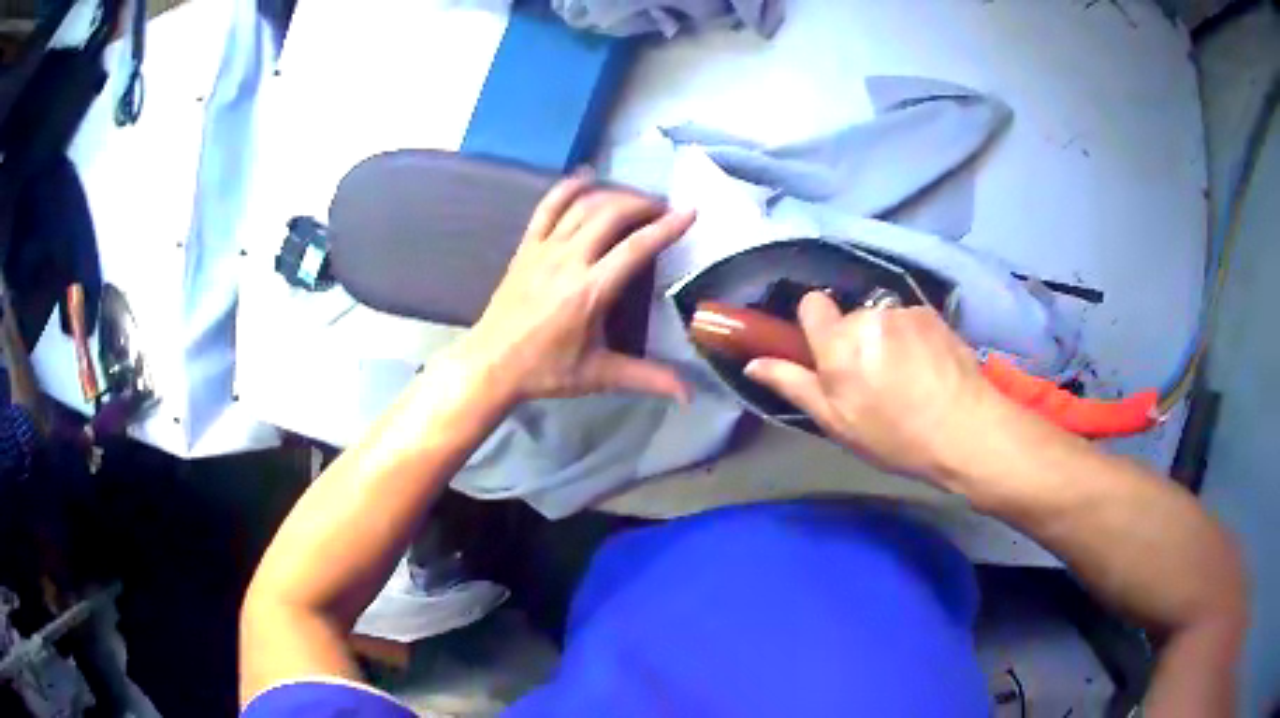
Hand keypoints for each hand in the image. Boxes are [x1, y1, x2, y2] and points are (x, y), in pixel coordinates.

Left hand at [464, 171, 695, 401]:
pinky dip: (568, 188)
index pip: (636, 248)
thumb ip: (648, 378)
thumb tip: (690, 394)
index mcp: (590, 292)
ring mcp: (543, 249)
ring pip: (583, 205)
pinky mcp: (526, 247)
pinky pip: (547, 207)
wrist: (491, 364)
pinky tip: (586, 178)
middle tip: (663, 209)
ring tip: (635, 200)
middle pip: (611, 214)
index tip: (690, 212)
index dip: (666, 227)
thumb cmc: (545, 371)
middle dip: (643, 204)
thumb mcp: (599, 376)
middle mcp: (568, 261)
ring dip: (614, 194)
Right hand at [744, 291, 1008, 485]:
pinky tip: (928, 369)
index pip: (812, 304)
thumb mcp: (837, 422)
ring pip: (882, 320)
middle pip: (850, 317)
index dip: (817, 325)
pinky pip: (909, 321)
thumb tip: (754, 363)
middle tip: (874, 381)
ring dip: (886, 340)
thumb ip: (794, 385)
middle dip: (856, 341)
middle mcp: (869, 316)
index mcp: (839, 344)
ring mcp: (905, 312)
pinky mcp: (933, 314)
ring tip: (907, 378)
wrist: (965, 430)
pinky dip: (913, 339)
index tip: (829, 354)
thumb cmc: (895, 436)